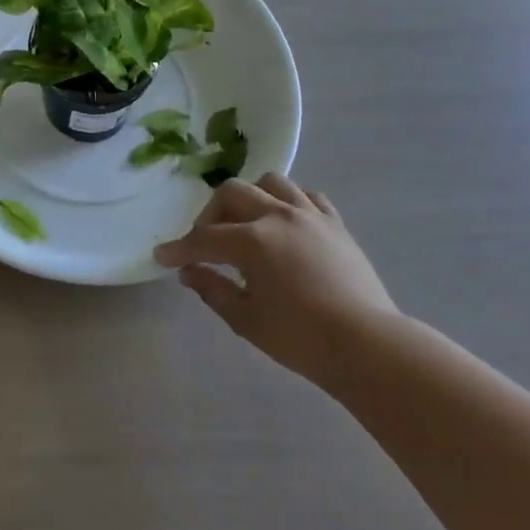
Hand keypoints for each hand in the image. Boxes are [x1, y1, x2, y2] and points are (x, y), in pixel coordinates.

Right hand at [155, 174, 398, 380]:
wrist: (368, 347)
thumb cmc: (302, 339)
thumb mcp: (247, 320)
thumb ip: (213, 290)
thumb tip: (188, 272)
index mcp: (252, 241)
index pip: (204, 239)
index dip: (179, 248)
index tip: (161, 256)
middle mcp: (277, 216)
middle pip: (232, 193)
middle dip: (210, 214)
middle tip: (206, 243)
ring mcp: (310, 215)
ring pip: (271, 182)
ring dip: (251, 197)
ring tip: (247, 223)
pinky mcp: (335, 223)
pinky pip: (308, 196)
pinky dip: (290, 203)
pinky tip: (286, 224)